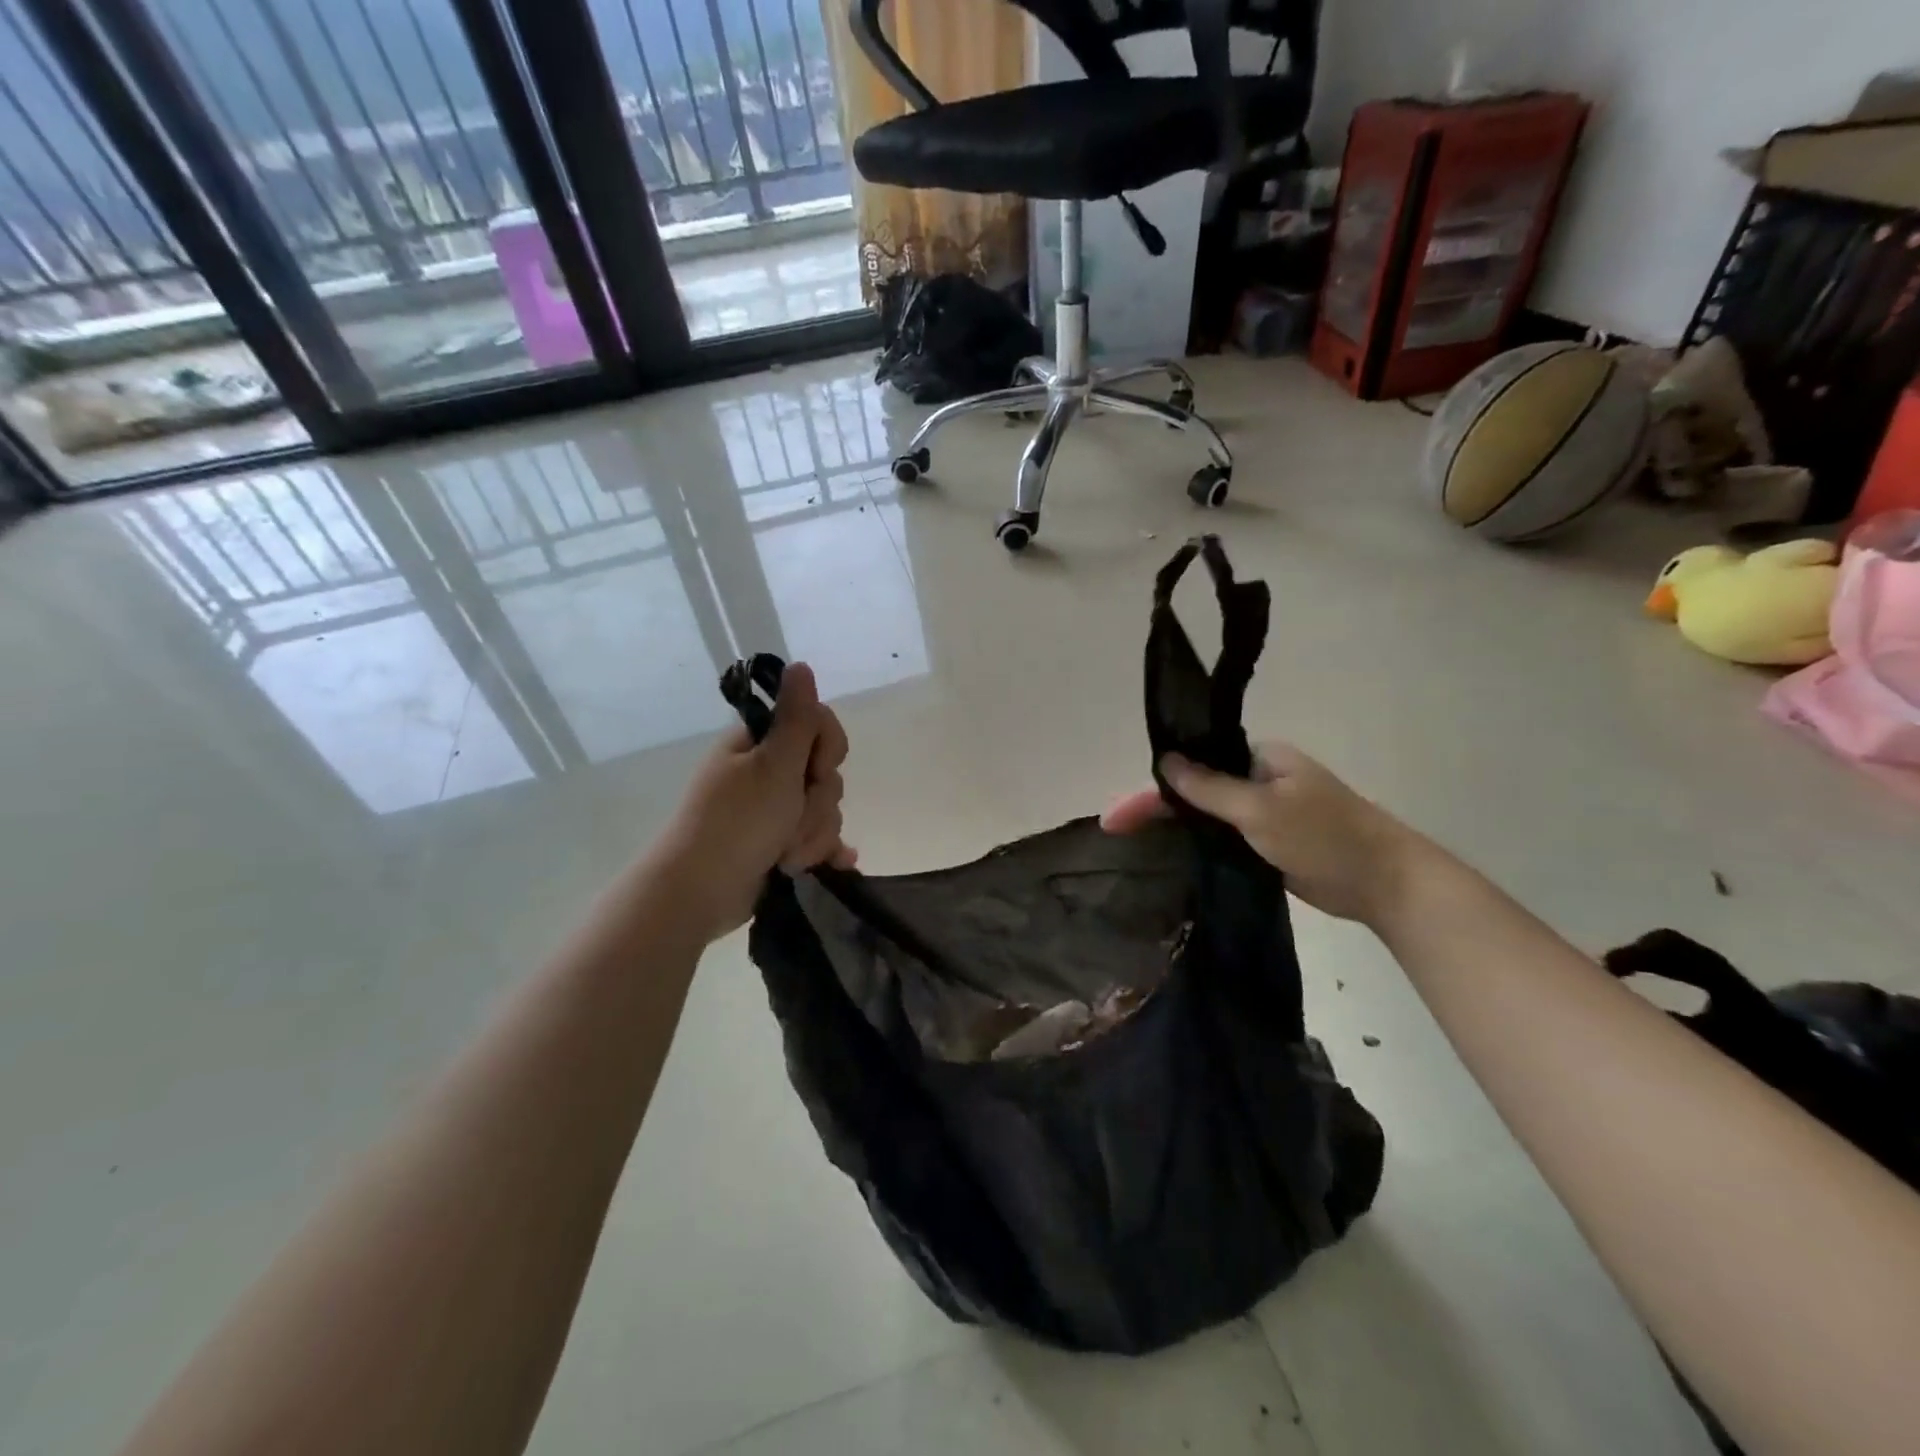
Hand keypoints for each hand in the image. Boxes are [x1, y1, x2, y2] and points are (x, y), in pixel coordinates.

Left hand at [650, 662, 854, 940]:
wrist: (699, 893)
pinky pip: (820, 839)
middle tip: (790, 821)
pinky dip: (824, 851)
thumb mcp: (773, 766)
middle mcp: (767, 772)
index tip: (814, 769)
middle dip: (817, 804)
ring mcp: (774, 811)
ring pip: (824, 810)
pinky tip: (834, 864)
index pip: (818, 725)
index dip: (828, 748)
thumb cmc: (737, 823)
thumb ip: (796, 718)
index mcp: (760, 745)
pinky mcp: (779, 844)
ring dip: (813, 835)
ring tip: (786, 857)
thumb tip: (800, 664)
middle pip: (825, 773)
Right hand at [1102, 742, 1420, 925]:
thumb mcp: (1261, 809)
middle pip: (1194, 790)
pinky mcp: (1269, 844)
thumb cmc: (1325, 836)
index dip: (1152, 789)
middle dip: (1154, 808)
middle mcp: (1258, 780)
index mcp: (1260, 759)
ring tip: (1130, 845)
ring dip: (1174, 827)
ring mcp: (1264, 813)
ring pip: (1207, 816)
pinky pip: (1224, 839)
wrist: (1384, 882)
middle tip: (1114, 831)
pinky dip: (1198, 844)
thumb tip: (1166, 761)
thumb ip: (1210, 788)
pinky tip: (1169, 856)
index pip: (1194, 766)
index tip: (1115, 816)